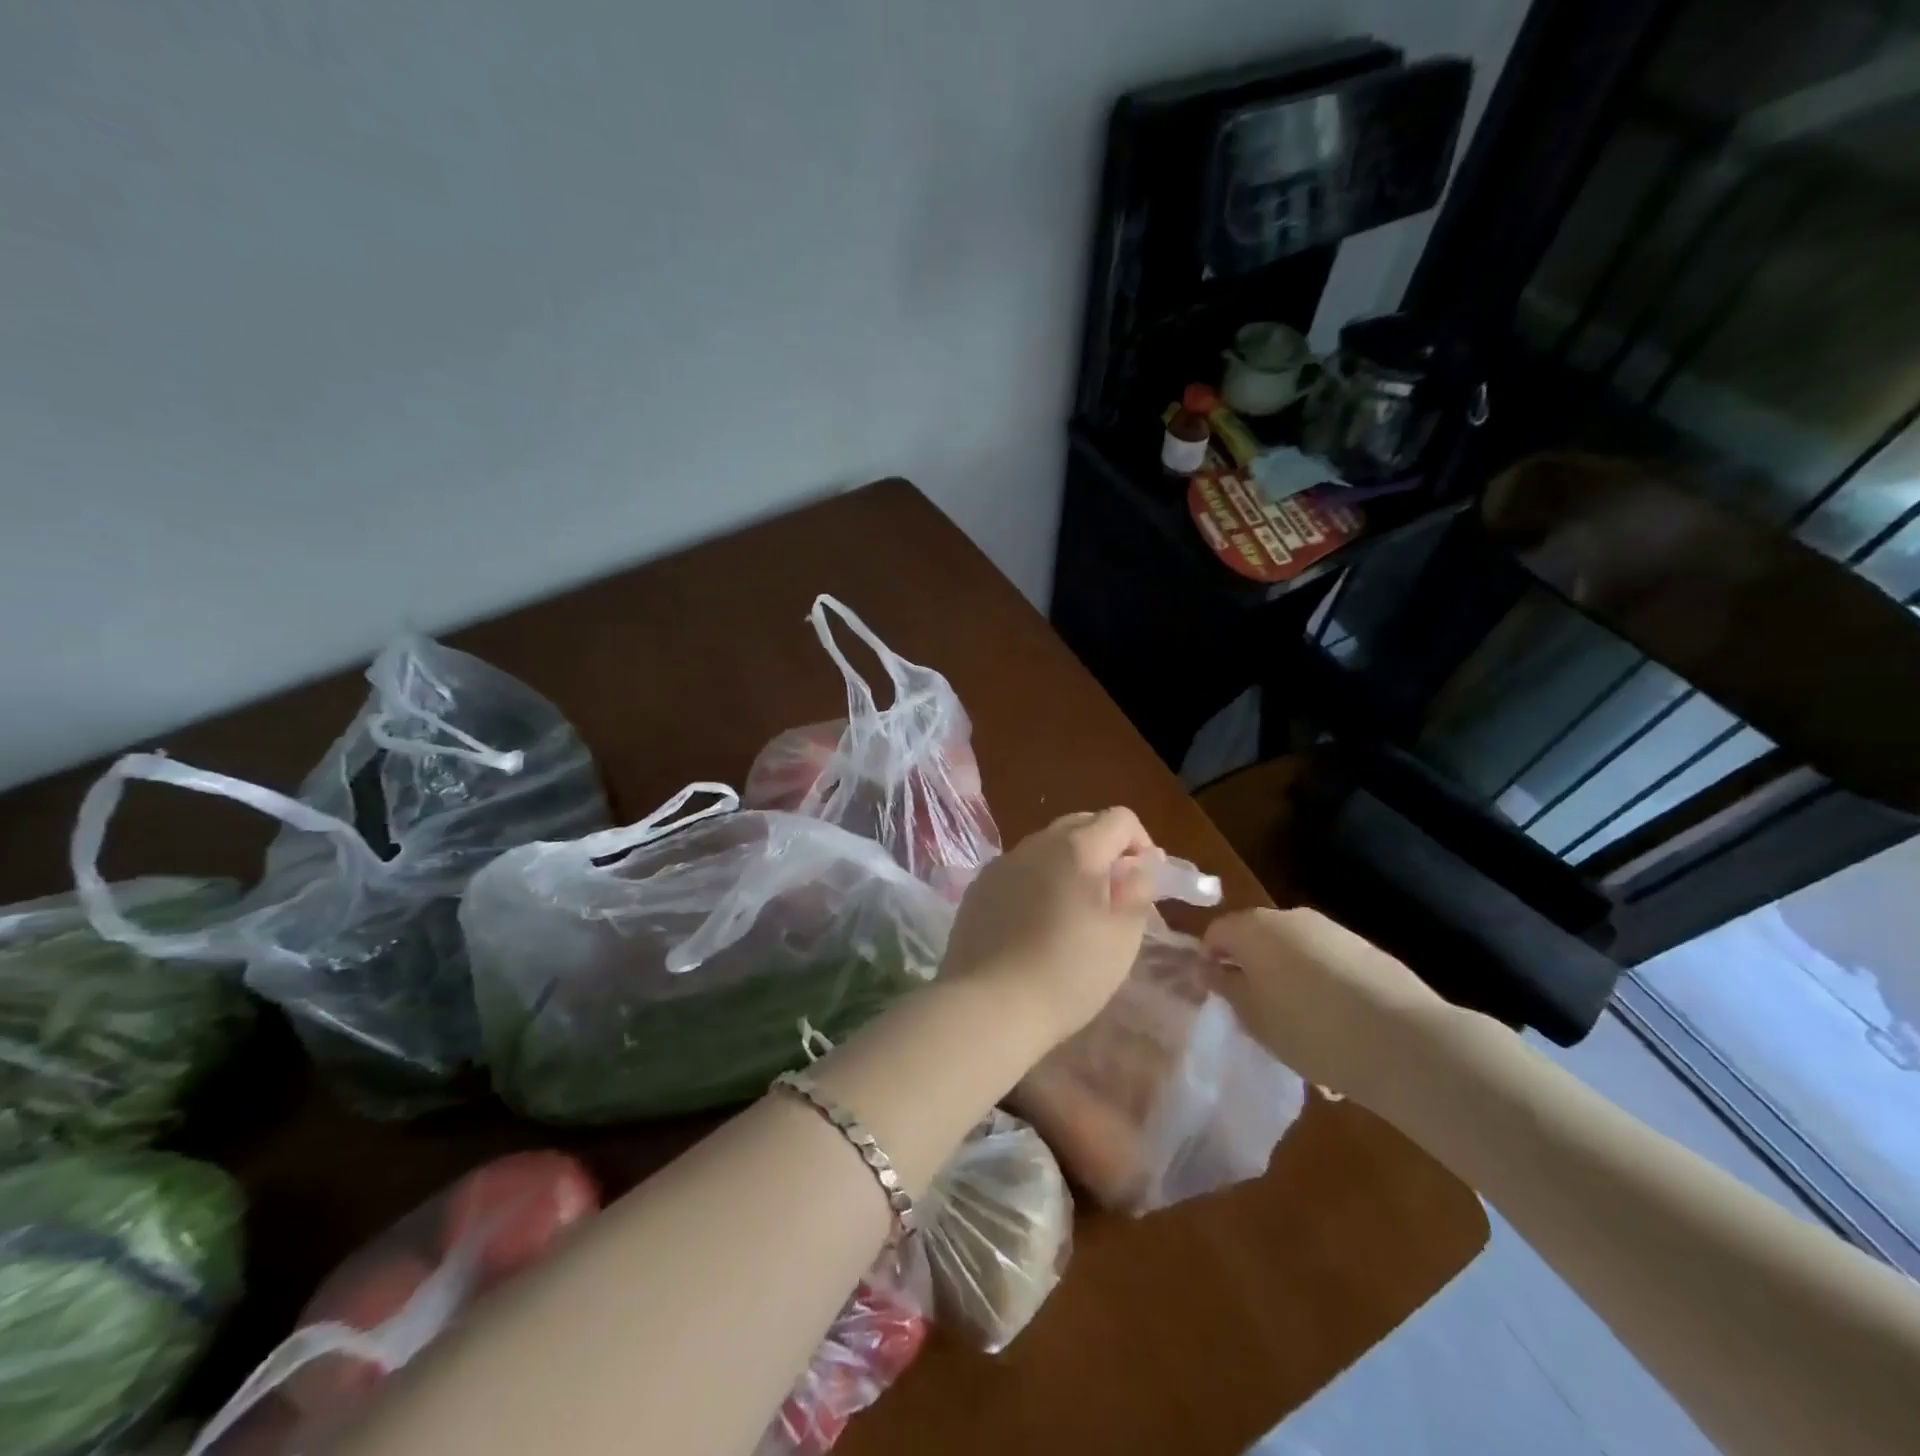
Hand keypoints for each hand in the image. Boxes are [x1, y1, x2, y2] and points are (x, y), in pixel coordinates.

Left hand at [942, 808, 1159, 1045]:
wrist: (989, 1005)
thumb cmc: (1068, 974)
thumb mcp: (1123, 937)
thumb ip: (1139, 889)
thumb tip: (1143, 861)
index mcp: (1077, 848)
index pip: (1120, 818)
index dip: (1140, 845)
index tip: (1141, 885)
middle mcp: (1036, 844)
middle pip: (1081, 825)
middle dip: (1104, 850)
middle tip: (1111, 898)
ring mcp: (1002, 863)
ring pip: (1046, 846)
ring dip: (1068, 865)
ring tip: (1071, 914)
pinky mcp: (978, 887)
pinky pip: (1018, 870)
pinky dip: (1036, 882)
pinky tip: (1034, 924)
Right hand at [1203, 907, 1451, 1104]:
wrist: (1404, 1041)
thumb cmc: (1310, 1029)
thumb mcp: (1253, 1017)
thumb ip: (1225, 987)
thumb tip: (1206, 968)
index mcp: (1253, 928)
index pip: (1215, 933)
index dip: (1209, 962)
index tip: (1216, 996)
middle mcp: (1289, 917)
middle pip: (1256, 937)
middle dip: (1251, 969)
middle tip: (1255, 1012)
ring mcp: (1331, 929)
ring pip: (1293, 950)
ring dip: (1287, 977)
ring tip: (1300, 1025)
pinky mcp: (1366, 948)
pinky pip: (1327, 963)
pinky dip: (1322, 985)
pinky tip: (1336, 1024)